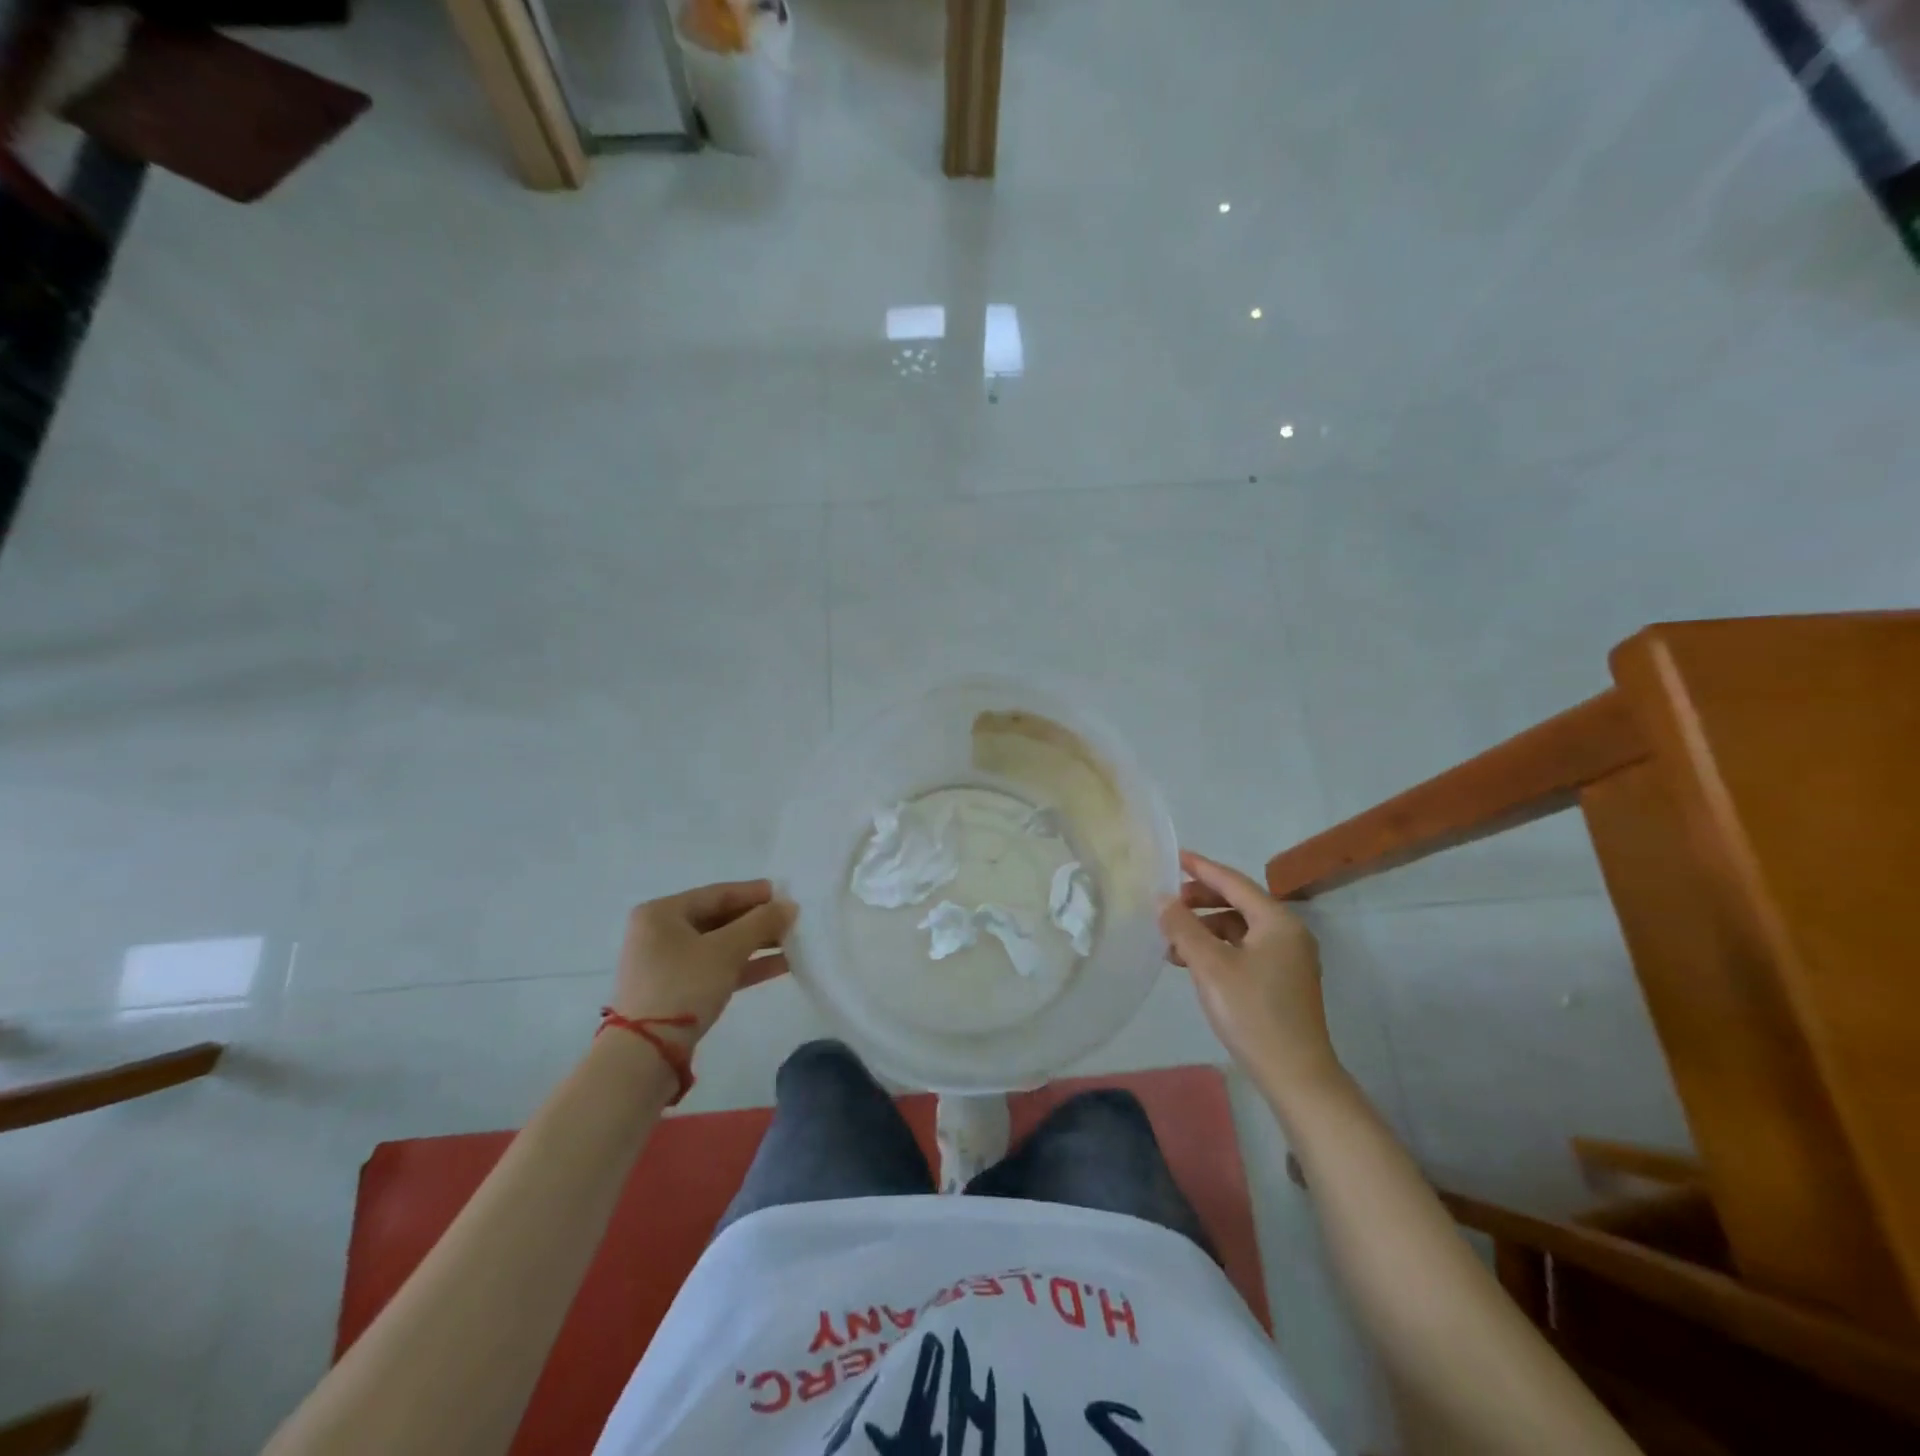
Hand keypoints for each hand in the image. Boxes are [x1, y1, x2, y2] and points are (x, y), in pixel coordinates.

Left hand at [613, 879, 795, 1041]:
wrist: (647, 1053)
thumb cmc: (684, 986)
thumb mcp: (726, 950)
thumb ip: (761, 923)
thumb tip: (789, 905)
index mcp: (662, 913)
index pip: (717, 893)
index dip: (754, 893)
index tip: (786, 894)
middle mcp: (660, 933)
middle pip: (719, 918)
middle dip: (757, 921)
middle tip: (792, 920)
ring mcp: (666, 963)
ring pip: (720, 945)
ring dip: (756, 944)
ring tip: (793, 942)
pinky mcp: (676, 990)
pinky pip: (716, 967)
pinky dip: (745, 966)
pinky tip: (780, 965)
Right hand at [1159, 850, 1341, 1102]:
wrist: (1296, 1076)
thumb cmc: (1253, 1013)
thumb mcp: (1210, 966)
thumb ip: (1183, 927)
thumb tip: (1162, 899)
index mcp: (1277, 921)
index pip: (1233, 882)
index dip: (1201, 868)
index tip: (1174, 856)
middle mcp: (1287, 933)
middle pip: (1237, 903)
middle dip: (1200, 901)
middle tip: (1167, 904)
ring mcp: (1288, 958)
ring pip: (1238, 928)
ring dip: (1204, 928)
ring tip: (1171, 941)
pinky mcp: (1281, 981)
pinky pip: (1244, 949)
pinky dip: (1216, 948)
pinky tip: (1191, 963)